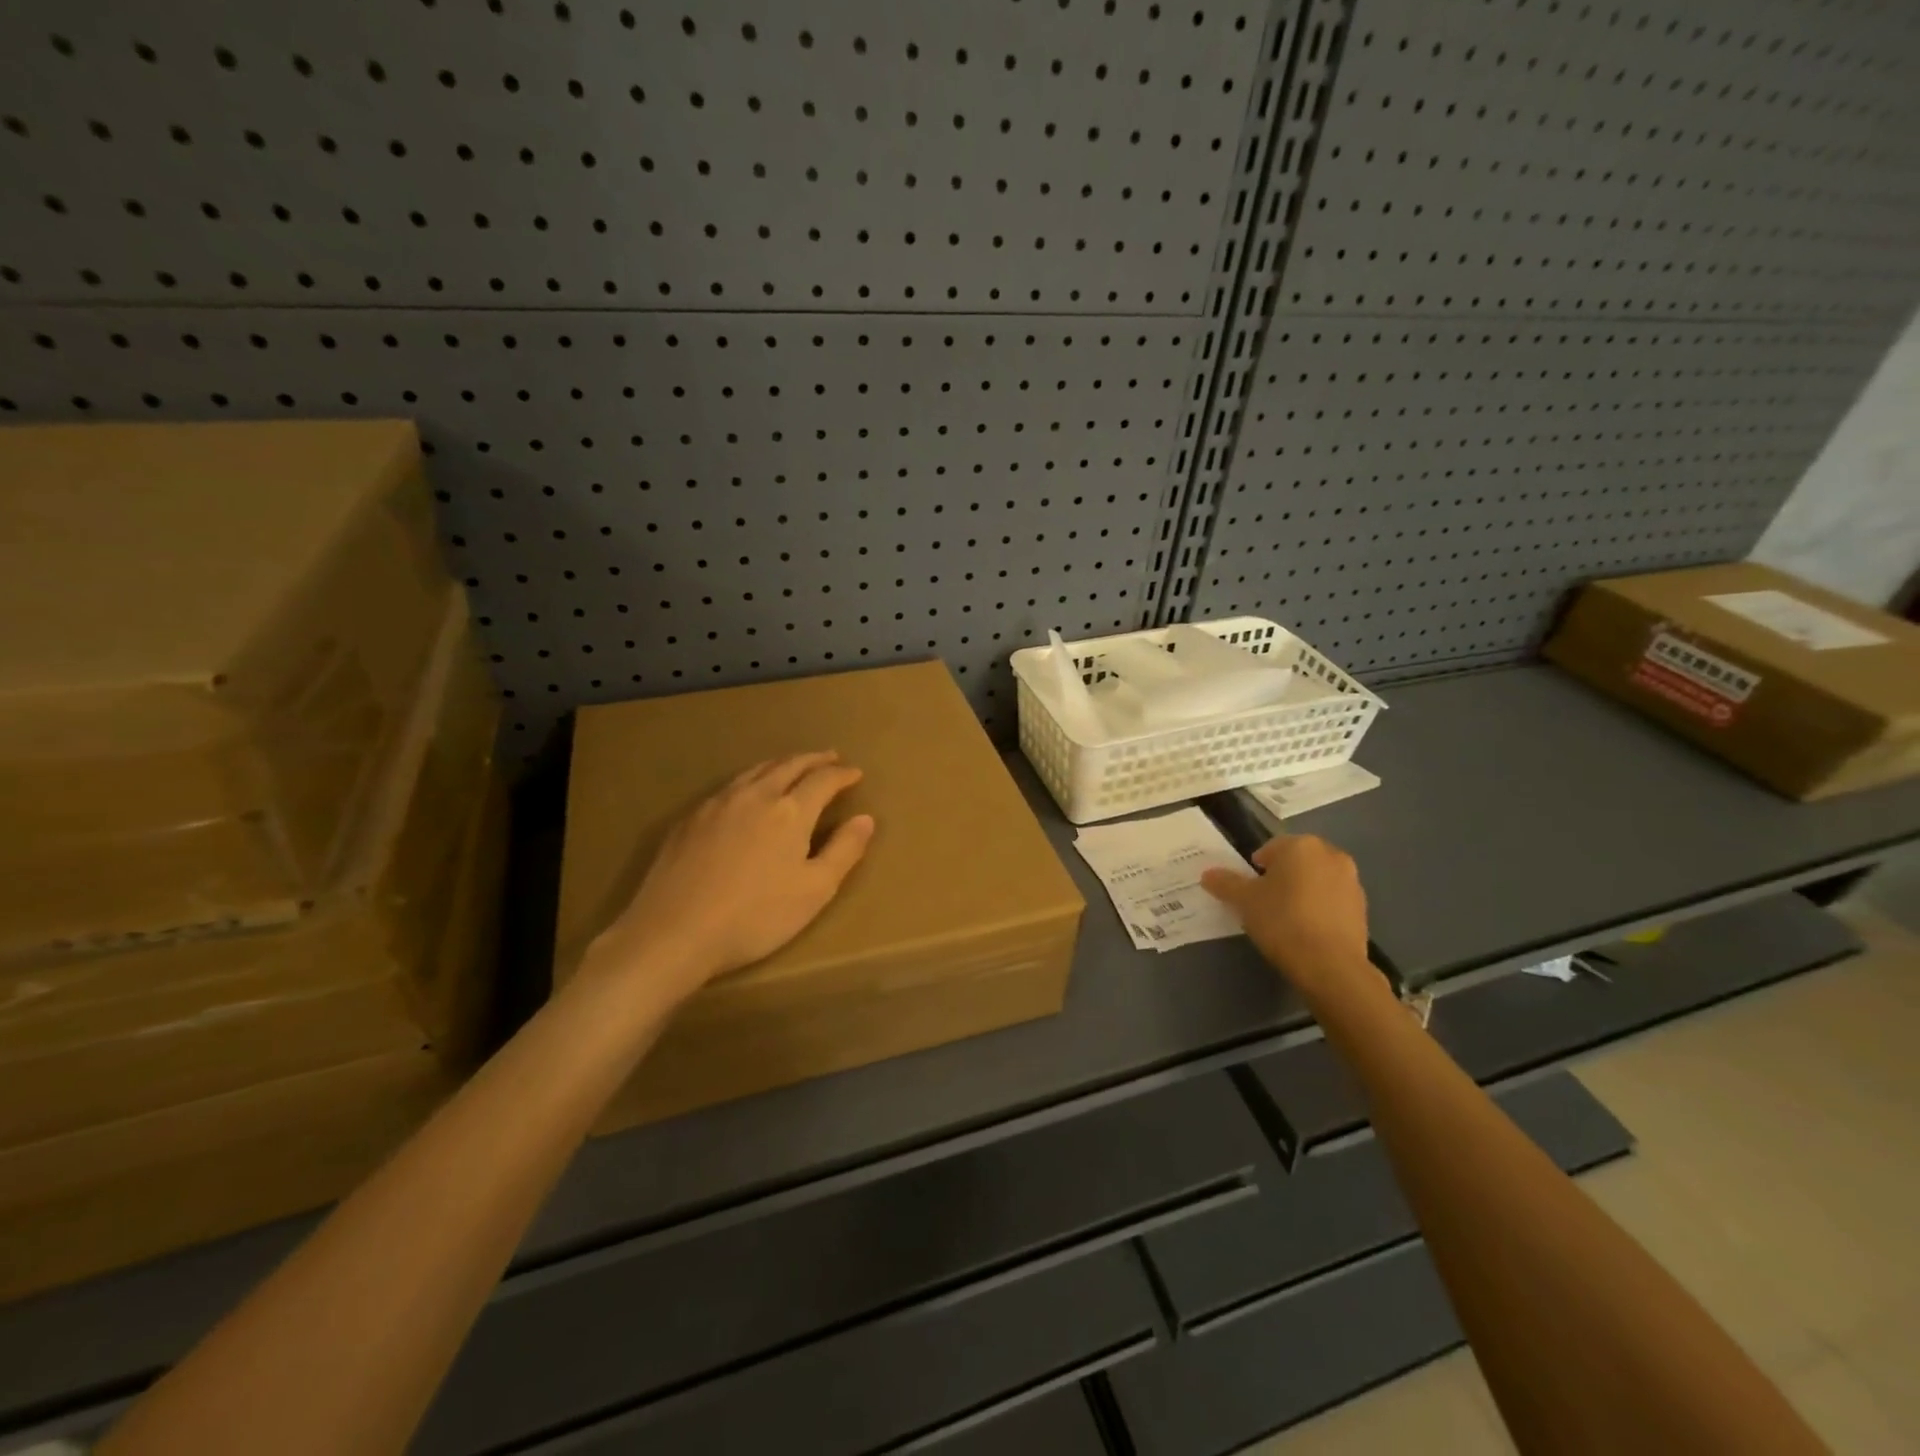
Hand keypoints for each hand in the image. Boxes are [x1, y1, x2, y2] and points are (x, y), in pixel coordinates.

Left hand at [591, 752, 875, 993]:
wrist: (673, 932)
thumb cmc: (755, 916)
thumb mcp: (814, 890)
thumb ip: (844, 851)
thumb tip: (866, 819)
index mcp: (790, 811)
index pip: (823, 780)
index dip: (843, 774)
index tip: (856, 773)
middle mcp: (755, 795)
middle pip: (789, 765)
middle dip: (814, 759)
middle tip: (830, 757)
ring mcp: (718, 804)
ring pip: (756, 770)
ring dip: (782, 763)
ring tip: (794, 765)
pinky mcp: (690, 819)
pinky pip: (730, 785)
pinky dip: (752, 778)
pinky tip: (748, 792)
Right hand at [1200, 835, 1374, 1002]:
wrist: (1331, 966)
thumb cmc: (1282, 921)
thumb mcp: (1244, 901)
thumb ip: (1225, 883)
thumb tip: (1208, 874)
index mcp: (1301, 846)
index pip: (1271, 848)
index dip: (1256, 868)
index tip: (1250, 891)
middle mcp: (1331, 855)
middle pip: (1296, 862)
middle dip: (1281, 877)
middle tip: (1265, 903)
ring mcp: (1351, 882)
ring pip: (1316, 880)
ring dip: (1302, 892)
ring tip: (1287, 919)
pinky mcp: (1363, 909)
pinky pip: (1332, 901)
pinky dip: (1319, 909)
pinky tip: (1308, 932)